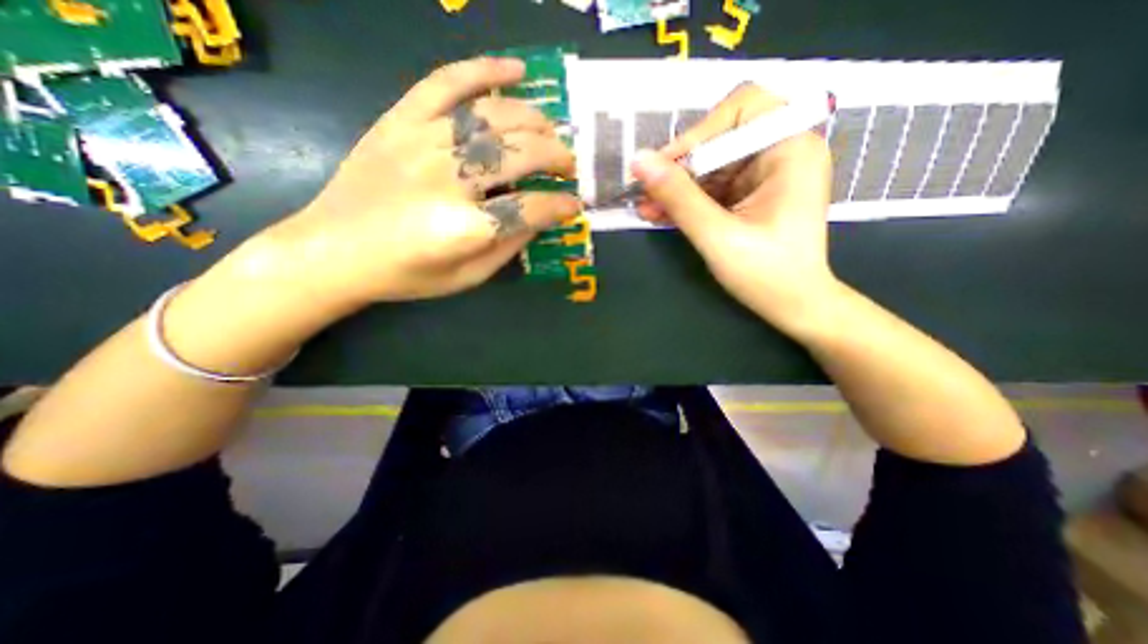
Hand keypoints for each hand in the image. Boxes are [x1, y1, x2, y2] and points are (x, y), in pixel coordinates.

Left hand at [256, 56, 579, 307]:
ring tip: (550, 132)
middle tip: (568, 166)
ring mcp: (422, 142)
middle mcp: (449, 179)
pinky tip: (516, 71)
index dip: (561, 205)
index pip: (531, 208)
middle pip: (520, 154)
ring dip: (534, 121)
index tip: (574, 205)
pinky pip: (446, 82)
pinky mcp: (400, 121)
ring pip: (494, 116)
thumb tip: (541, 217)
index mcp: (466, 227)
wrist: (332, 250)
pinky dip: (484, 70)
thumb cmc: (406, 274)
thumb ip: (508, 247)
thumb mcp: (467, 277)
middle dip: (557, 157)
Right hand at [633, 81, 840, 337]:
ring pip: (712, 164)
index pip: (742, 108)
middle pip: (722, 136)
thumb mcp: (717, 235)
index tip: (663, 167)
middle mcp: (783, 151)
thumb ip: (679, 197)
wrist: (795, 306)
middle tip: (648, 190)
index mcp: (791, 149)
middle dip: (682, 165)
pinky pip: (714, 185)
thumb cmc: (766, 274)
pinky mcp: (753, 193)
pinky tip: (661, 212)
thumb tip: (639, 161)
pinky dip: (688, 198)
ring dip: (678, 185)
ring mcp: (767, 173)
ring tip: (647, 207)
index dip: (698, 133)